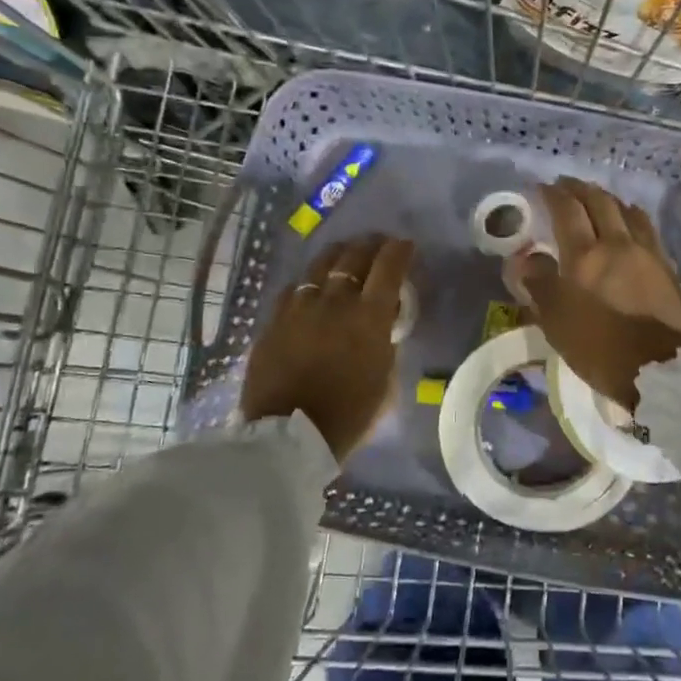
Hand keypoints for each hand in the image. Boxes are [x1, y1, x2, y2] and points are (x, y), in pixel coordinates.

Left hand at [241, 234, 414, 460]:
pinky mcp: (274, 320)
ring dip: (338, 255)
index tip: (406, 245)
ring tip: (345, 254)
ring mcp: (300, 307)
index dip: (400, 251)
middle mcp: (335, 301)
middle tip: (378, 244)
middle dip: (371, 245)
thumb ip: (386, 344)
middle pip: (354, 256)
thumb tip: (384, 325)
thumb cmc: (349, 415)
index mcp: (369, 316)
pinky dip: (309, 282)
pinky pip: (293, 288)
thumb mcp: (385, 380)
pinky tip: (311, 287)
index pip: (389, 267)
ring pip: (320, 264)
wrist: (289, 436)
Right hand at [511, 178, 680, 409]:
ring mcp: (647, 252)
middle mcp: (618, 243)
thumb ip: (539, 285)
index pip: (567, 210)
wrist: (662, 371)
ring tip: (597, 199)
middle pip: (599, 202)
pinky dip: (631, 216)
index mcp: (586, 255)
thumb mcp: (557, 322)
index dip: (553, 194)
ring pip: (627, 210)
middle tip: (566, 185)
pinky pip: (646, 228)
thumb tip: (524, 258)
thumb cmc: (600, 350)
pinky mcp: (667, 266)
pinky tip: (629, 222)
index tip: (542, 186)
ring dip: (608, 198)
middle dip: (580, 189)